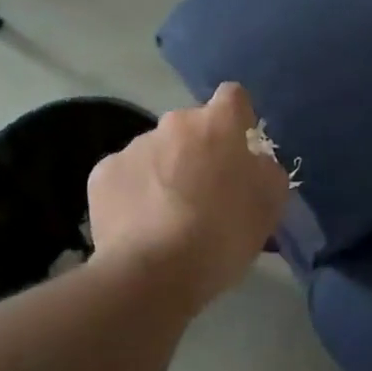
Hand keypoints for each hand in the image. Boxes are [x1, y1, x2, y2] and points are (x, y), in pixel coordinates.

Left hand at [87, 83, 290, 308]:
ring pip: (156, 151)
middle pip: (191, 127)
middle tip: (204, 192)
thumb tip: (253, 162)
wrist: (153, 274)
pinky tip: (140, 225)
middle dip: (198, 150)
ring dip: (165, 171)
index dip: (238, 118)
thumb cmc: (222, 235)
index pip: (233, 96)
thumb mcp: (269, 205)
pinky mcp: (102, 173)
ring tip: (168, 217)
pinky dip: (134, 192)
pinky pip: (125, 175)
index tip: (239, 146)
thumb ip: (266, 170)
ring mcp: (134, 146)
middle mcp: (173, 123)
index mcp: (216, 124)